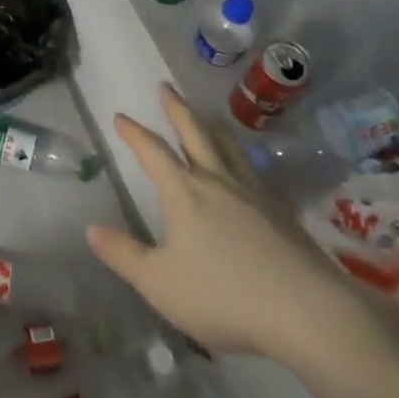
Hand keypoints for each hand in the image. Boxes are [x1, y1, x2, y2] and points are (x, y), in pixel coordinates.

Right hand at [86, 84, 364, 366]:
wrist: (307, 311)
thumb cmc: (224, 295)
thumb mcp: (160, 283)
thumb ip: (124, 255)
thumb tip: (91, 229)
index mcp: (183, 191)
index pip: (153, 151)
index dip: (134, 133)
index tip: (121, 116)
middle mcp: (216, 180)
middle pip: (193, 133)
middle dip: (176, 109)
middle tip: (165, 86)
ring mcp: (253, 193)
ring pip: (227, 147)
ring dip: (211, 126)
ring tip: (206, 116)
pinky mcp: (281, 213)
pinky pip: (252, 171)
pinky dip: (240, 158)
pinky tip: (245, 169)